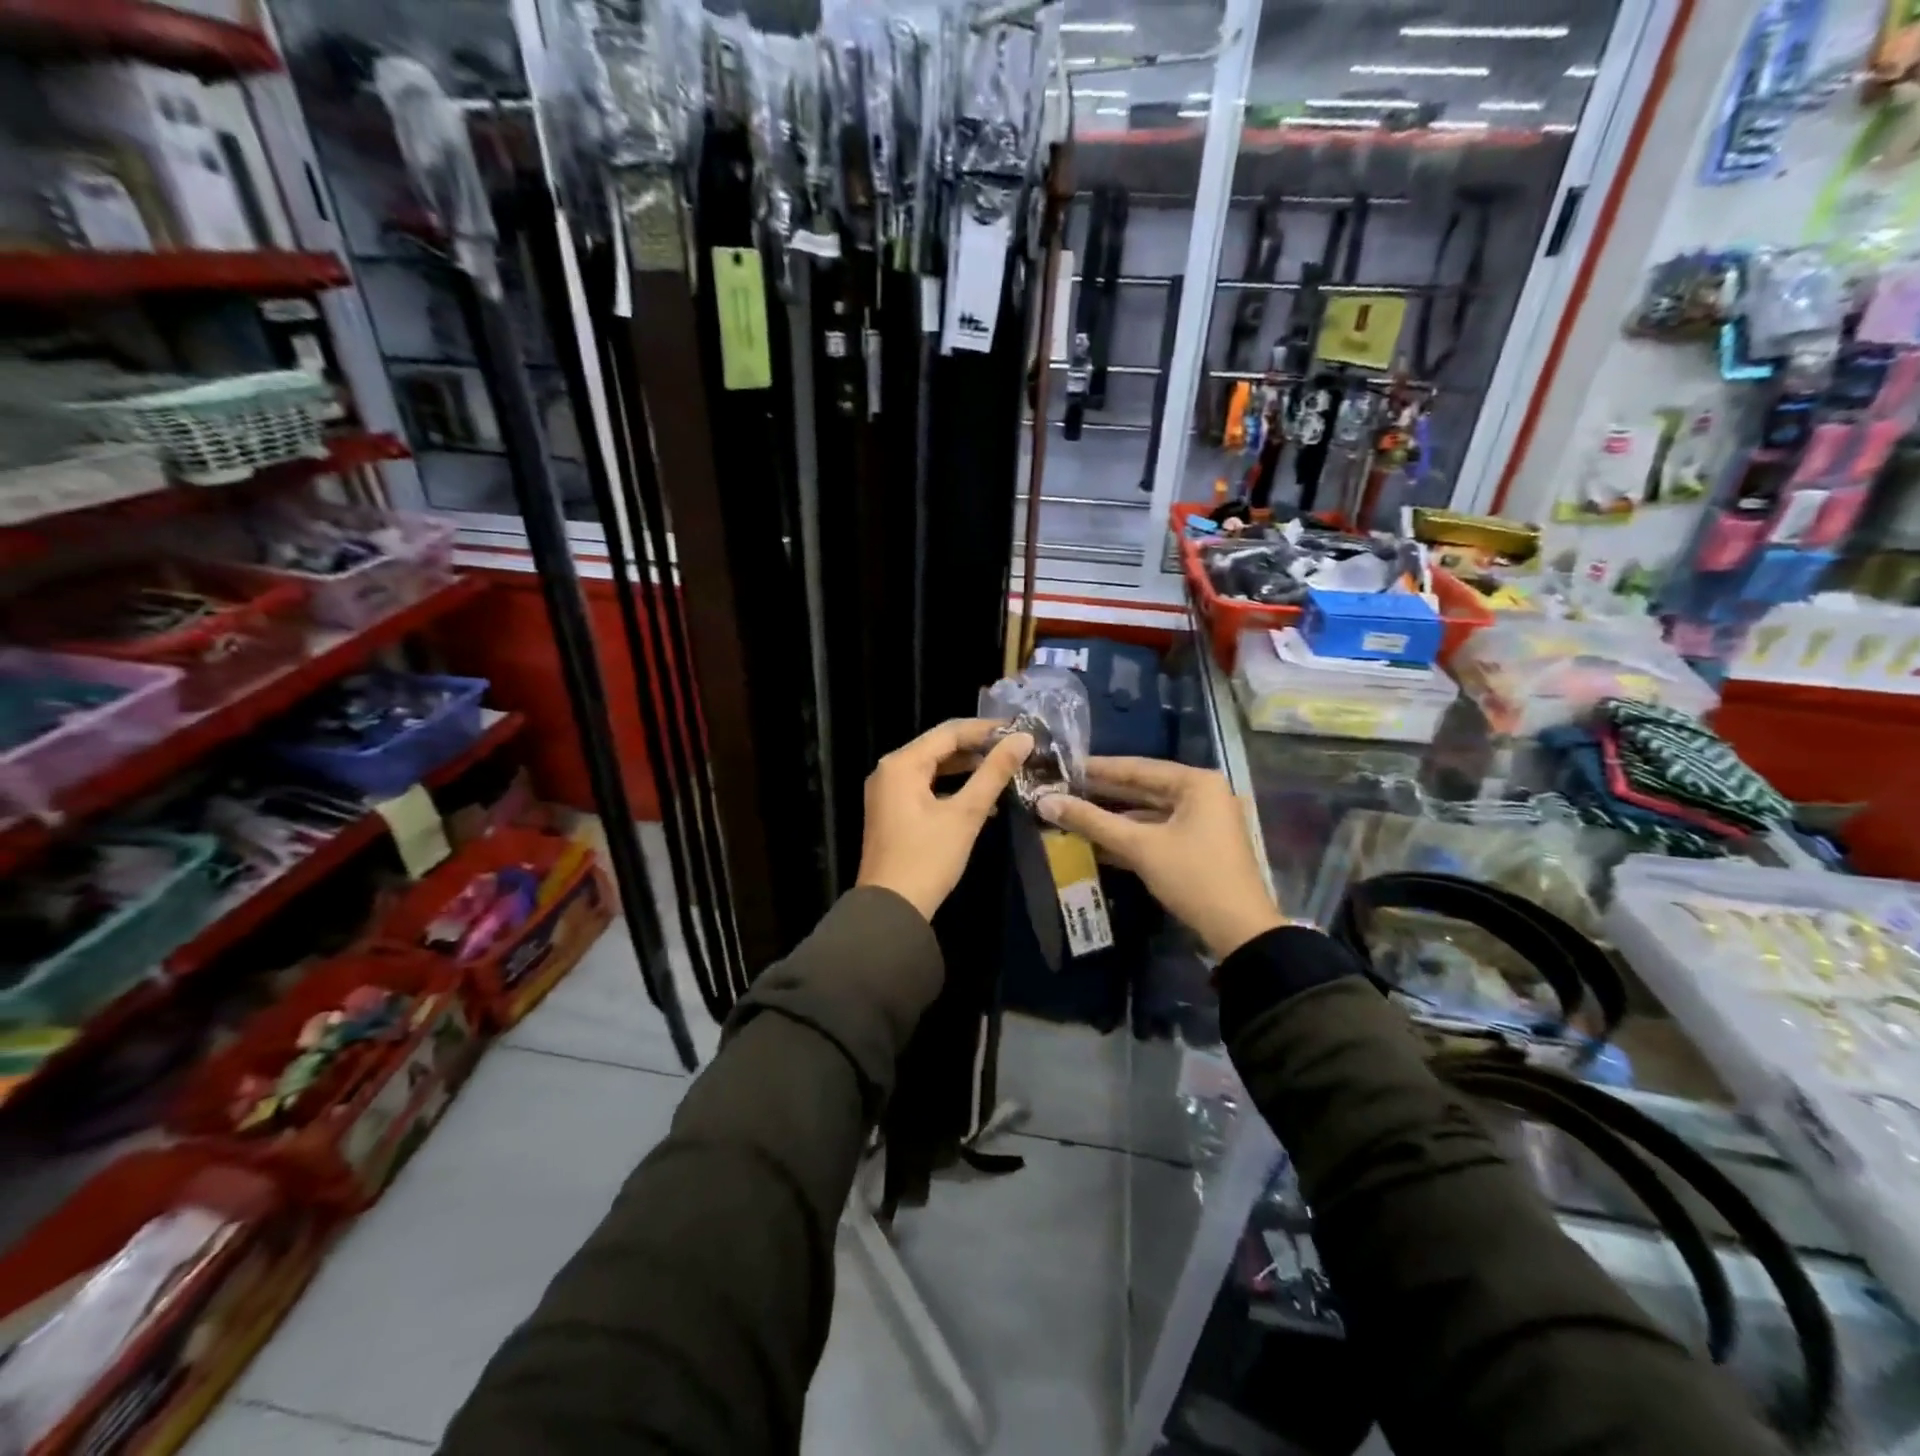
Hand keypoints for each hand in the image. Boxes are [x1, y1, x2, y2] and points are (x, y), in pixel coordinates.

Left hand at [855, 719, 1033, 920]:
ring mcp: (888, 792)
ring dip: (967, 768)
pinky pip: (925, 787)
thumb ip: (994, 773)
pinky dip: (952, 787)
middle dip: (978, 747)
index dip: (986, 729)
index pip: (949, 732)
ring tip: (1004, 770)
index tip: (1020, 730)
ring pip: (933, 767)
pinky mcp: (892, 812)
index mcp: (902, 764)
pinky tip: (982, 798)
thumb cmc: (928, 858)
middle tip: (1015, 749)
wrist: (891, 909)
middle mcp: (889, 770)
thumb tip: (1023, 739)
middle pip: (939, 746)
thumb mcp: (966, 813)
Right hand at [1038, 757, 1282, 958]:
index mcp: (1196, 783)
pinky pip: (1157, 832)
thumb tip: (1045, 802)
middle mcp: (1203, 794)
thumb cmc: (1192, 877)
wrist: (1239, 931)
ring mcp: (1203, 821)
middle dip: (1103, 793)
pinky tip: (1096, 841)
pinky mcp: (1198, 846)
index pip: (1137, 767)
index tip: (1064, 766)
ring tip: (1072, 814)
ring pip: (1148, 812)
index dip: (1098, 768)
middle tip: (1063, 789)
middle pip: (1143, 788)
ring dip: (1113, 817)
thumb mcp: (1140, 847)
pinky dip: (1130, 836)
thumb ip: (1092, 821)